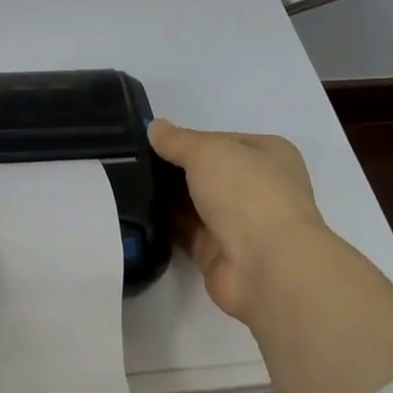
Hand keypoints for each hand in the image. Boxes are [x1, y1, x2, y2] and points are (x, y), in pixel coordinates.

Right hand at [148, 119, 329, 321]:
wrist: (266, 265)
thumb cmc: (247, 193)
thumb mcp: (209, 151)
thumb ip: (178, 140)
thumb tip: (155, 127)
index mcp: (268, 155)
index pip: (220, 141)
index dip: (187, 140)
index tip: (150, 142)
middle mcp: (258, 187)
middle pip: (206, 173)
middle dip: (173, 171)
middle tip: (129, 164)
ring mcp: (239, 223)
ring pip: (194, 204)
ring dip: (166, 199)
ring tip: (124, 187)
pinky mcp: (219, 253)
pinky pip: (185, 233)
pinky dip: (165, 226)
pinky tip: (134, 216)